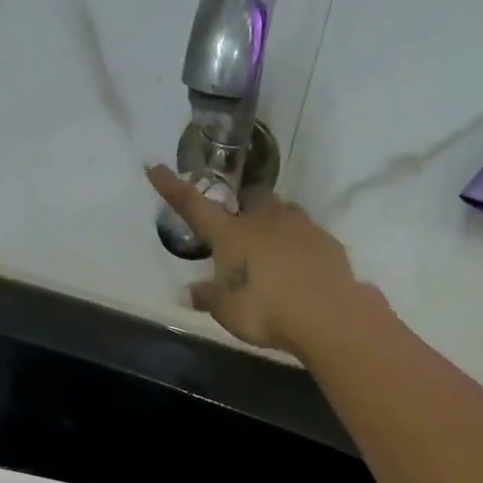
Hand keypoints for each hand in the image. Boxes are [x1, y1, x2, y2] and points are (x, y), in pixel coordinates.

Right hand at [147, 165, 366, 355]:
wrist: (326, 314)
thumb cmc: (265, 310)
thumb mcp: (226, 311)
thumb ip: (206, 297)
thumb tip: (184, 292)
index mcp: (232, 234)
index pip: (194, 205)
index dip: (173, 188)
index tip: (155, 167)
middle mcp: (265, 219)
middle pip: (251, 197)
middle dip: (243, 206)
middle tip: (238, 229)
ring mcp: (300, 226)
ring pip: (282, 212)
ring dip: (273, 224)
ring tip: (270, 251)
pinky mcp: (327, 241)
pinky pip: (306, 235)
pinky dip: (297, 245)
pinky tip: (297, 268)